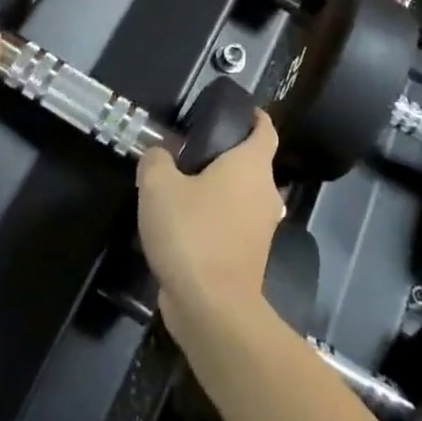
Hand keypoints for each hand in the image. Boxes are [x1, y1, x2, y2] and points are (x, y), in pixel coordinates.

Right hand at [137, 111, 284, 338]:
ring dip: (220, 190)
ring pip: (243, 196)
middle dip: (227, 154)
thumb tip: (159, 154)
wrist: (213, 309)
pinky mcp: (250, 257)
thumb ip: (156, 161)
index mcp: (252, 165)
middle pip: (253, 163)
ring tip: (182, 187)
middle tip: (191, 150)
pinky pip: (235, 224)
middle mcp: (265, 192)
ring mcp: (261, 228)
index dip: (253, 116)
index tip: (236, 111)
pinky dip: (217, 219)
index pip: (264, 129)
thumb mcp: (158, 187)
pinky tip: (185, 224)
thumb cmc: (192, 234)